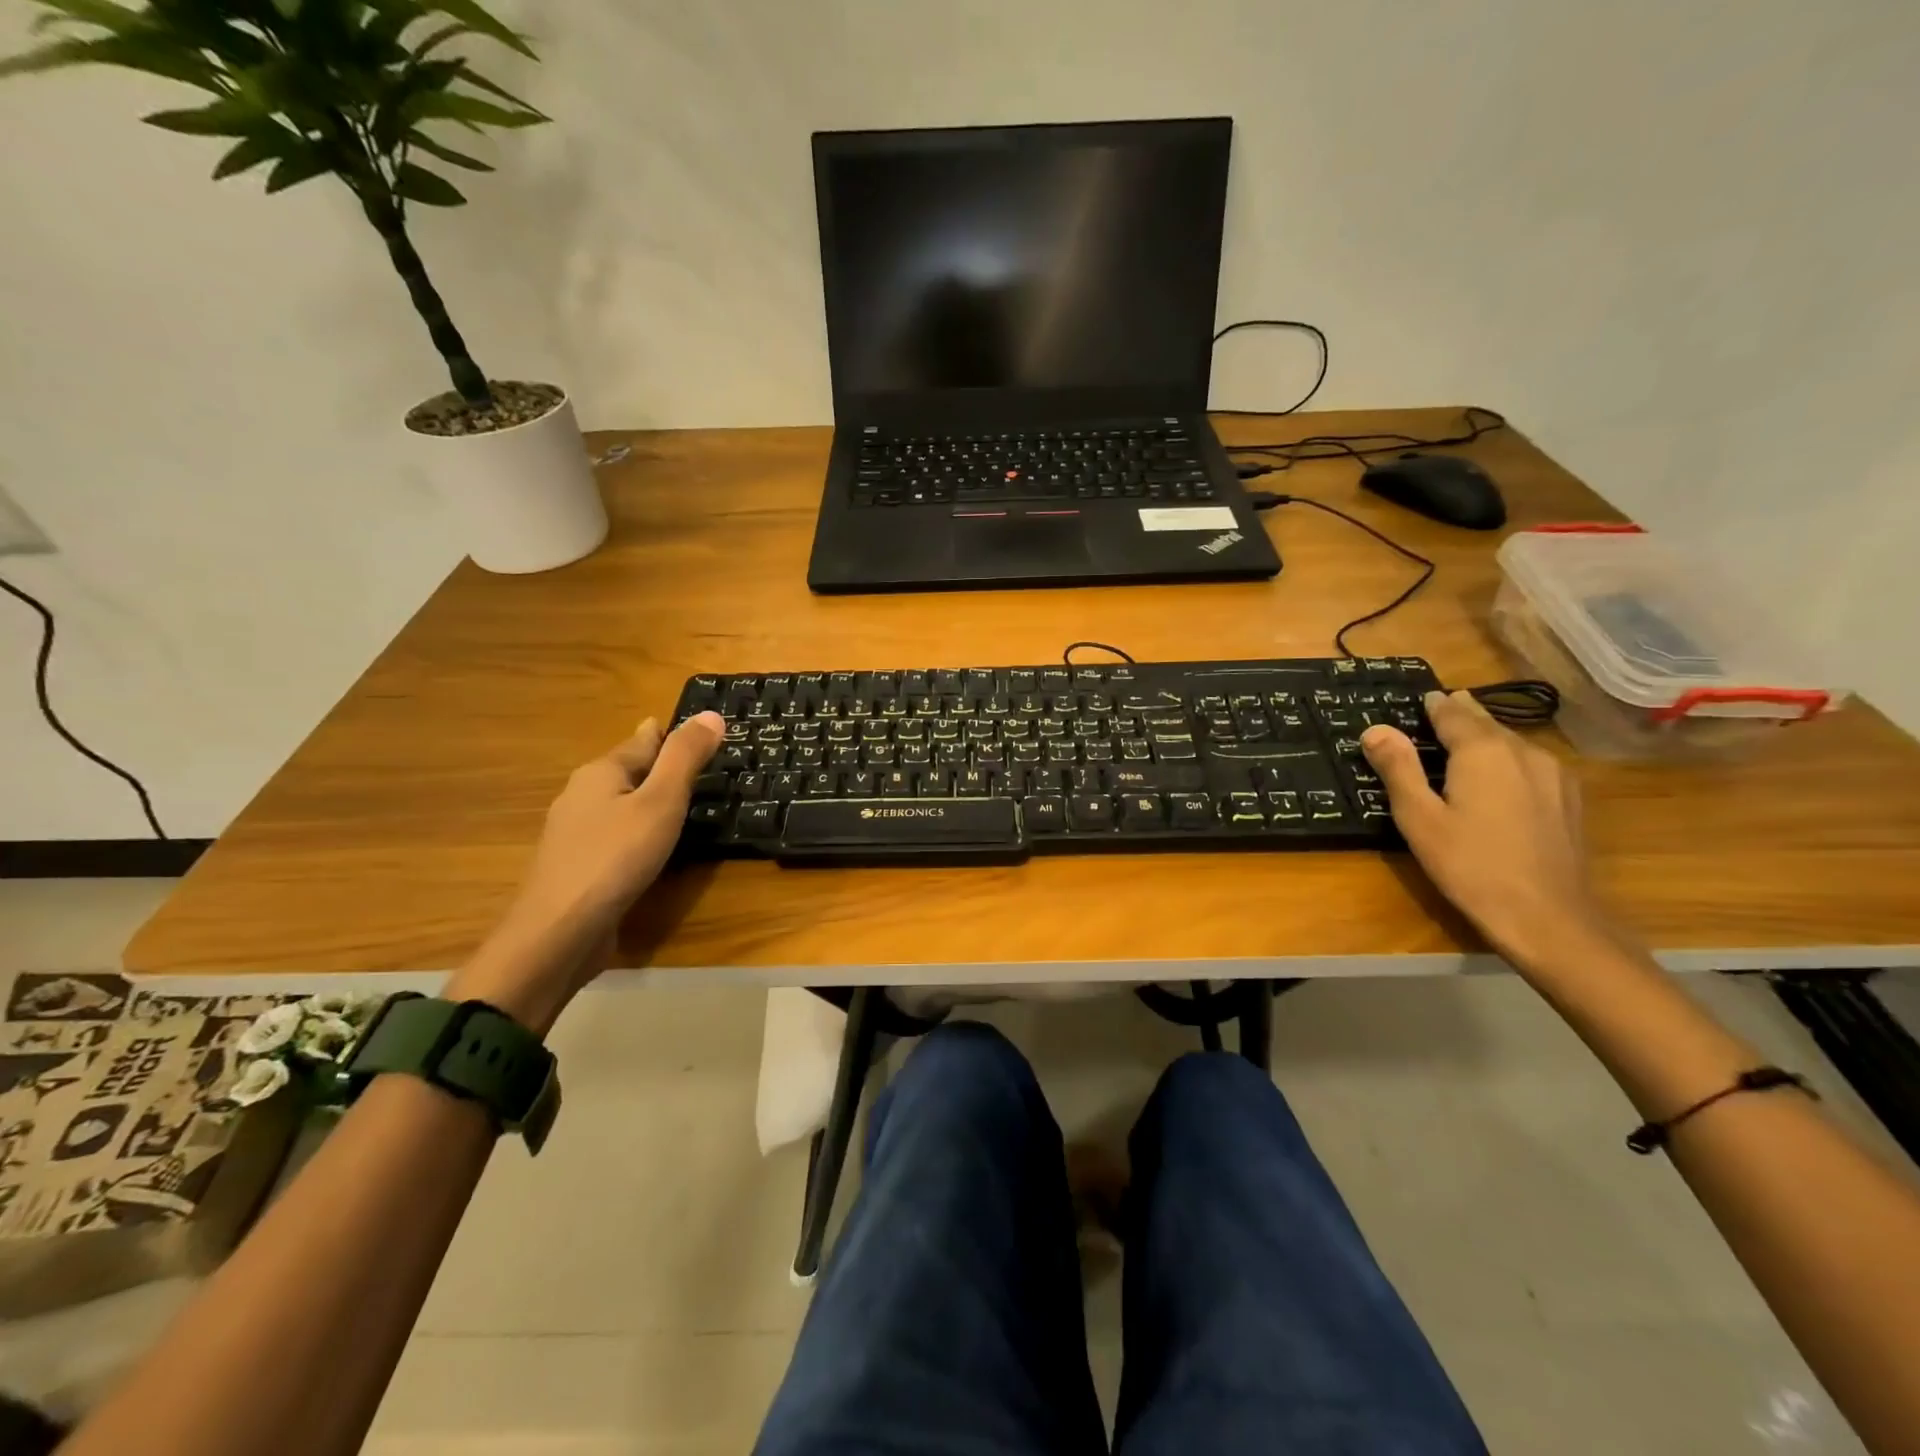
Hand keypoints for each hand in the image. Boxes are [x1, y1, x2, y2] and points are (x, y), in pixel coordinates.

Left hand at [515, 711, 725, 931]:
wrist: (559, 933)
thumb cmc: (615, 858)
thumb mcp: (661, 802)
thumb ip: (685, 758)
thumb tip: (711, 713)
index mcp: (601, 772)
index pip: (644, 740)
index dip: (673, 734)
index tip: (702, 732)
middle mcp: (582, 795)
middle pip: (629, 770)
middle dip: (661, 766)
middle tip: (703, 766)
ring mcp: (576, 834)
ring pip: (621, 804)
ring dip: (649, 800)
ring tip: (686, 802)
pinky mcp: (579, 867)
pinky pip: (617, 835)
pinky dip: (639, 831)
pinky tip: (655, 845)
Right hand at [1361, 690, 1611, 968]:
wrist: (1548, 916)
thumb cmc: (1470, 865)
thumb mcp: (1419, 818)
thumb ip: (1398, 769)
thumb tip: (1375, 729)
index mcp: (1482, 751)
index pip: (1453, 713)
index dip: (1434, 705)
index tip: (1422, 698)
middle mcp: (1523, 751)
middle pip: (1486, 722)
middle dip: (1462, 715)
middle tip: (1441, 708)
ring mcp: (1554, 774)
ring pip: (1513, 742)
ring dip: (1487, 737)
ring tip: (1466, 740)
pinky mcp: (1569, 798)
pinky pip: (1531, 763)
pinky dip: (1509, 759)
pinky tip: (1501, 775)